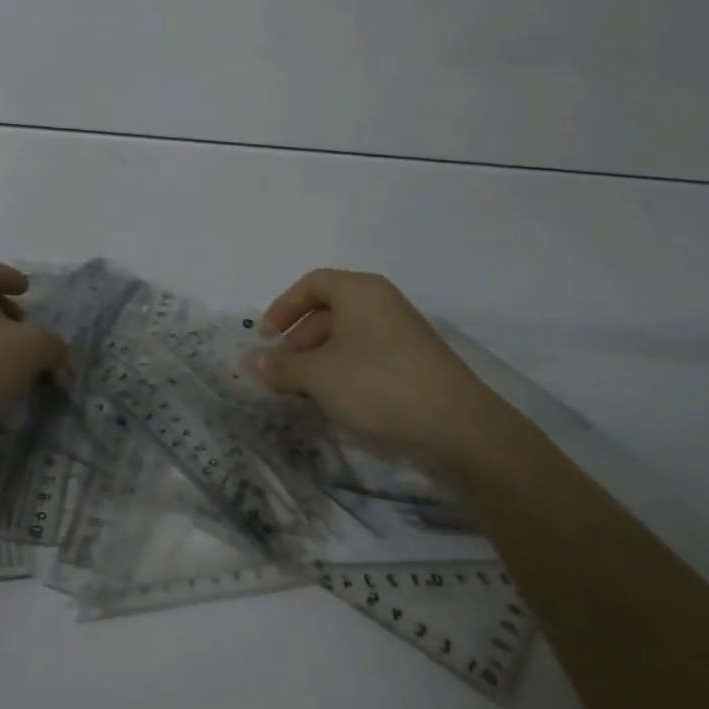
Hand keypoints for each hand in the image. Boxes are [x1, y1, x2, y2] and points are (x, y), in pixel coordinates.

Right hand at [255, 269, 497, 464]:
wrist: (457, 425)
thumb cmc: (377, 383)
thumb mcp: (319, 376)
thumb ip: (281, 367)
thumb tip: (251, 362)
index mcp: (359, 290)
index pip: (311, 283)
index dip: (283, 307)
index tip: (267, 338)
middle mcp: (381, 302)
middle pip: (328, 310)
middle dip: (298, 340)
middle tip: (281, 370)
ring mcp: (401, 331)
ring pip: (347, 335)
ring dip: (318, 358)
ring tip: (303, 390)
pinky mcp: (414, 360)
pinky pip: (367, 353)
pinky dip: (343, 369)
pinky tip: (336, 399)